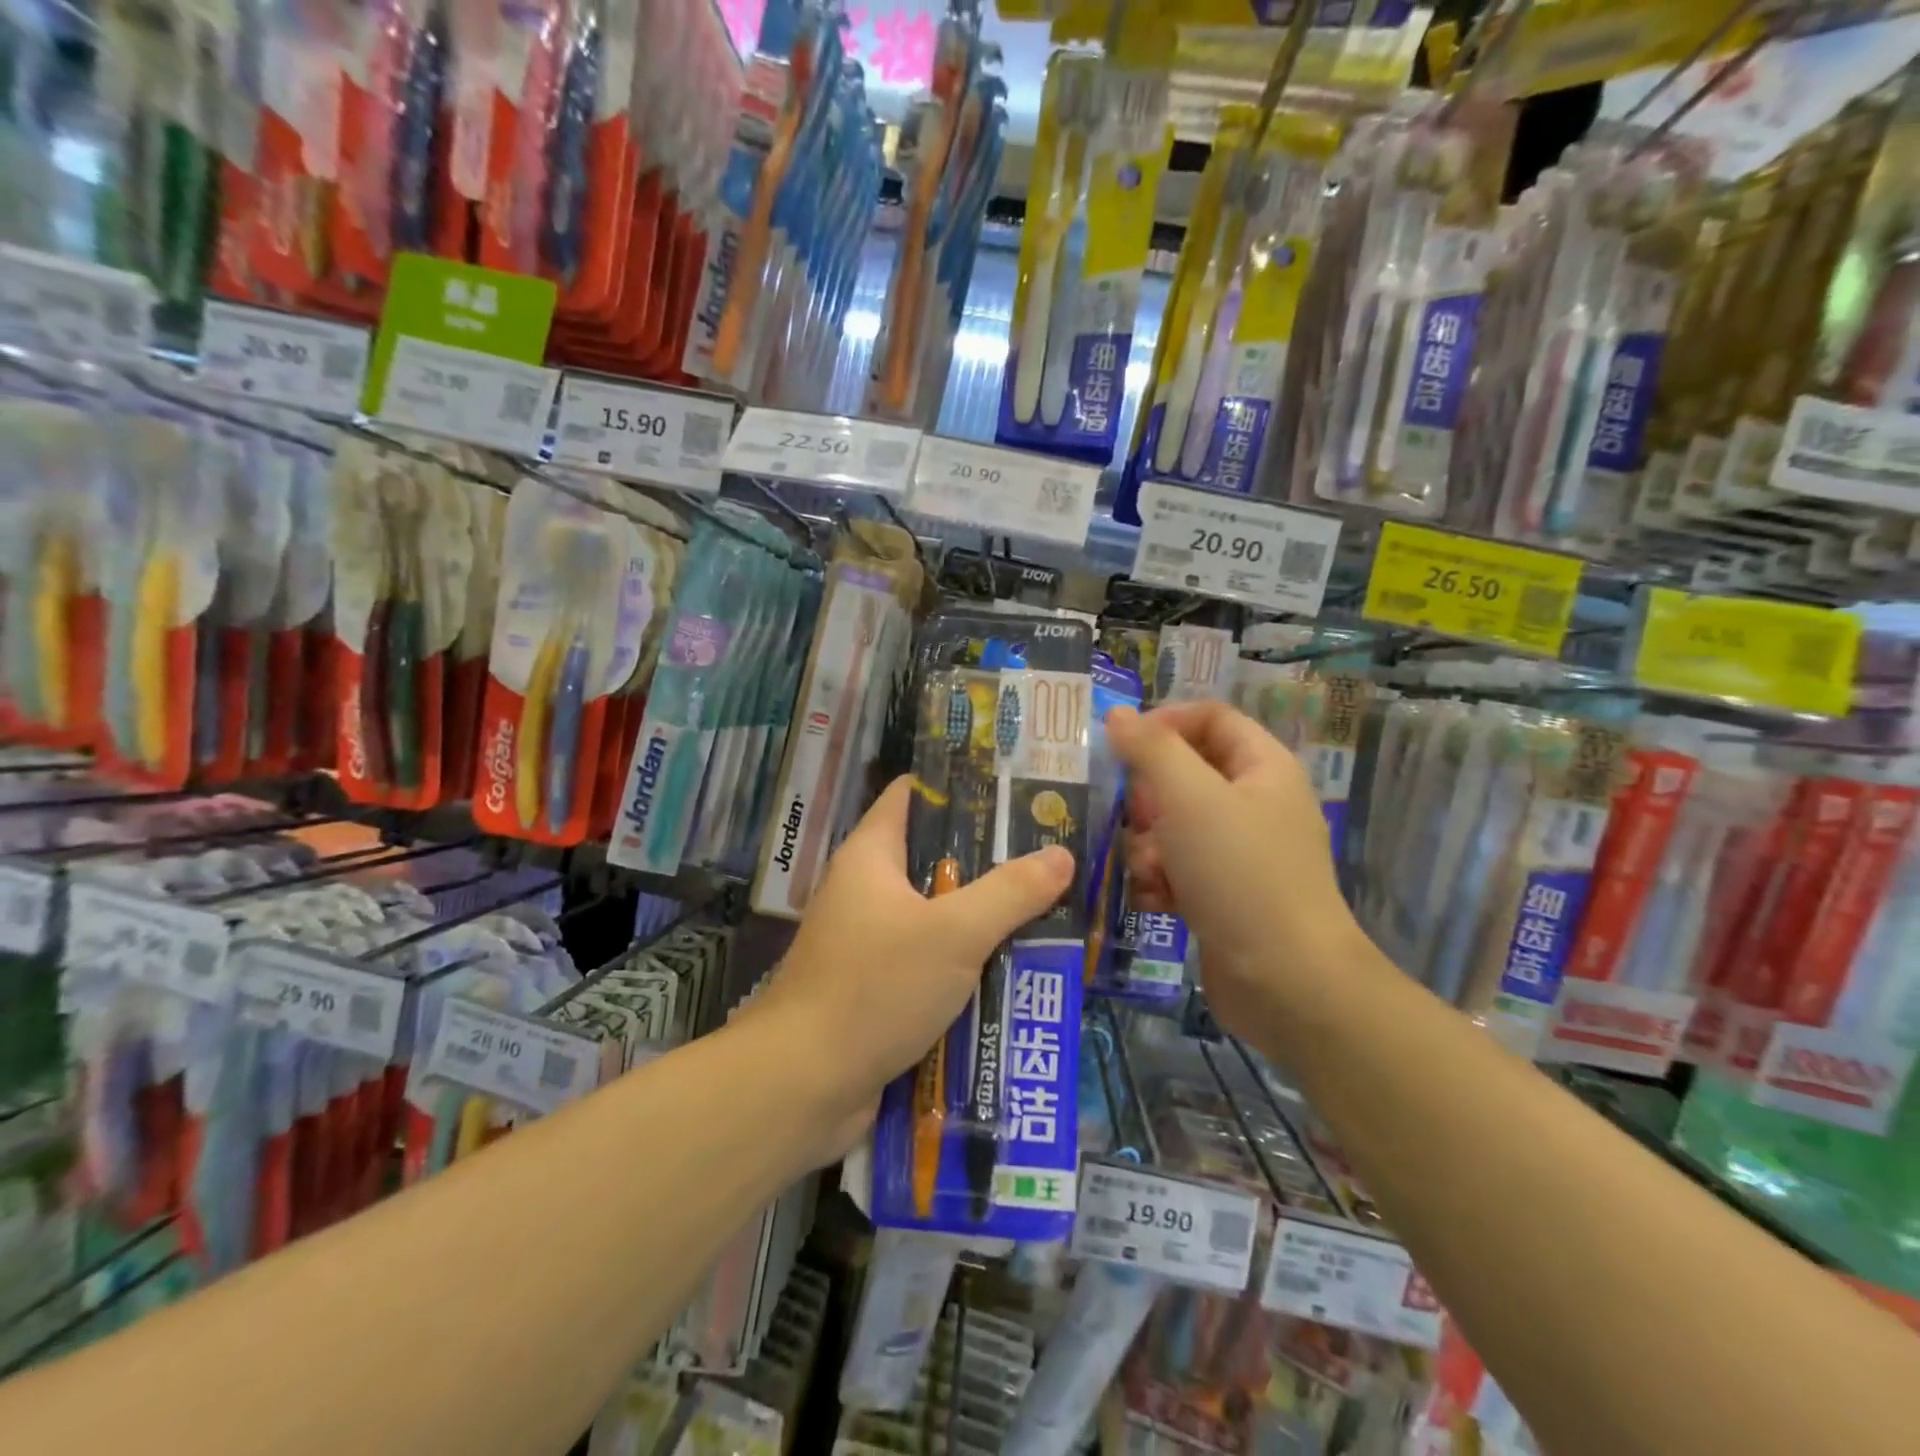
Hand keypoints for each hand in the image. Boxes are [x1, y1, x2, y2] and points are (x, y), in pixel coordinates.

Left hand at [748, 776, 1074, 1162]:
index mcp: (870, 856)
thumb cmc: (875, 988)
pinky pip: (930, 960)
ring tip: (1048, 910)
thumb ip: (1010, 893)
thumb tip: (1061, 855)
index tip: (1015, 792)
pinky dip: (965, 962)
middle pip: (933, 857)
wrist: (804, 1085)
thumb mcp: (953, 934)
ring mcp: (869, 941)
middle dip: (989, 860)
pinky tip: (1013, 969)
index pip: (912, 795)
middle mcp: (866, 890)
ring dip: (984, 917)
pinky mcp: (877, 986)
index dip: (960, 787)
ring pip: (937, 914)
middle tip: (1049, 857)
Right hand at [1106, 702, 1363, 1040]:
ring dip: (1148, 845)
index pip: (1209, 717)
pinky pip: (1179, 869)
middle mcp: (1255, 804)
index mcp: (1262, 767)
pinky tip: (1153, 901)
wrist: (1286, 981)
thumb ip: (1150, 749)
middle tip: (1133, 818)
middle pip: (1185, 774)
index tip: (1120, 746)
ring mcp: (1241, 853)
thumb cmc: (1239, 873)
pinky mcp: (1224, 895)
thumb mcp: (1189, 797)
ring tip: (1147, 871)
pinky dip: (1160, 880)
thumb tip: (1118, 715)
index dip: (1164, 722)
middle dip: (1149, 797)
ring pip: (1174, 826)